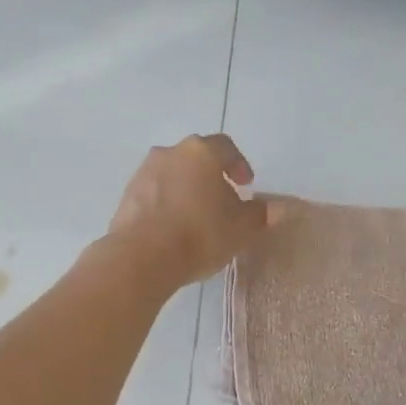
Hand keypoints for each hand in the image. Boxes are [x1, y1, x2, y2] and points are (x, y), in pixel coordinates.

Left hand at [106, 134, 275, 290]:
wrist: (142, 256)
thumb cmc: (200, 234)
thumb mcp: (241, 229)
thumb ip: (261, 215)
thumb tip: (279, 208)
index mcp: (202, 152)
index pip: (226, 147)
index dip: (238, 164)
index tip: (245, 186)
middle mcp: (170, 153)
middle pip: (196, 158)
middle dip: (211, 176)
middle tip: (222, 201)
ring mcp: (144, 172)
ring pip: (173, 173)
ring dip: (186, 188)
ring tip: (196, 217)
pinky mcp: (126, 195)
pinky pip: (154, 193)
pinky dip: (166, 203)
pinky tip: (172, 228)